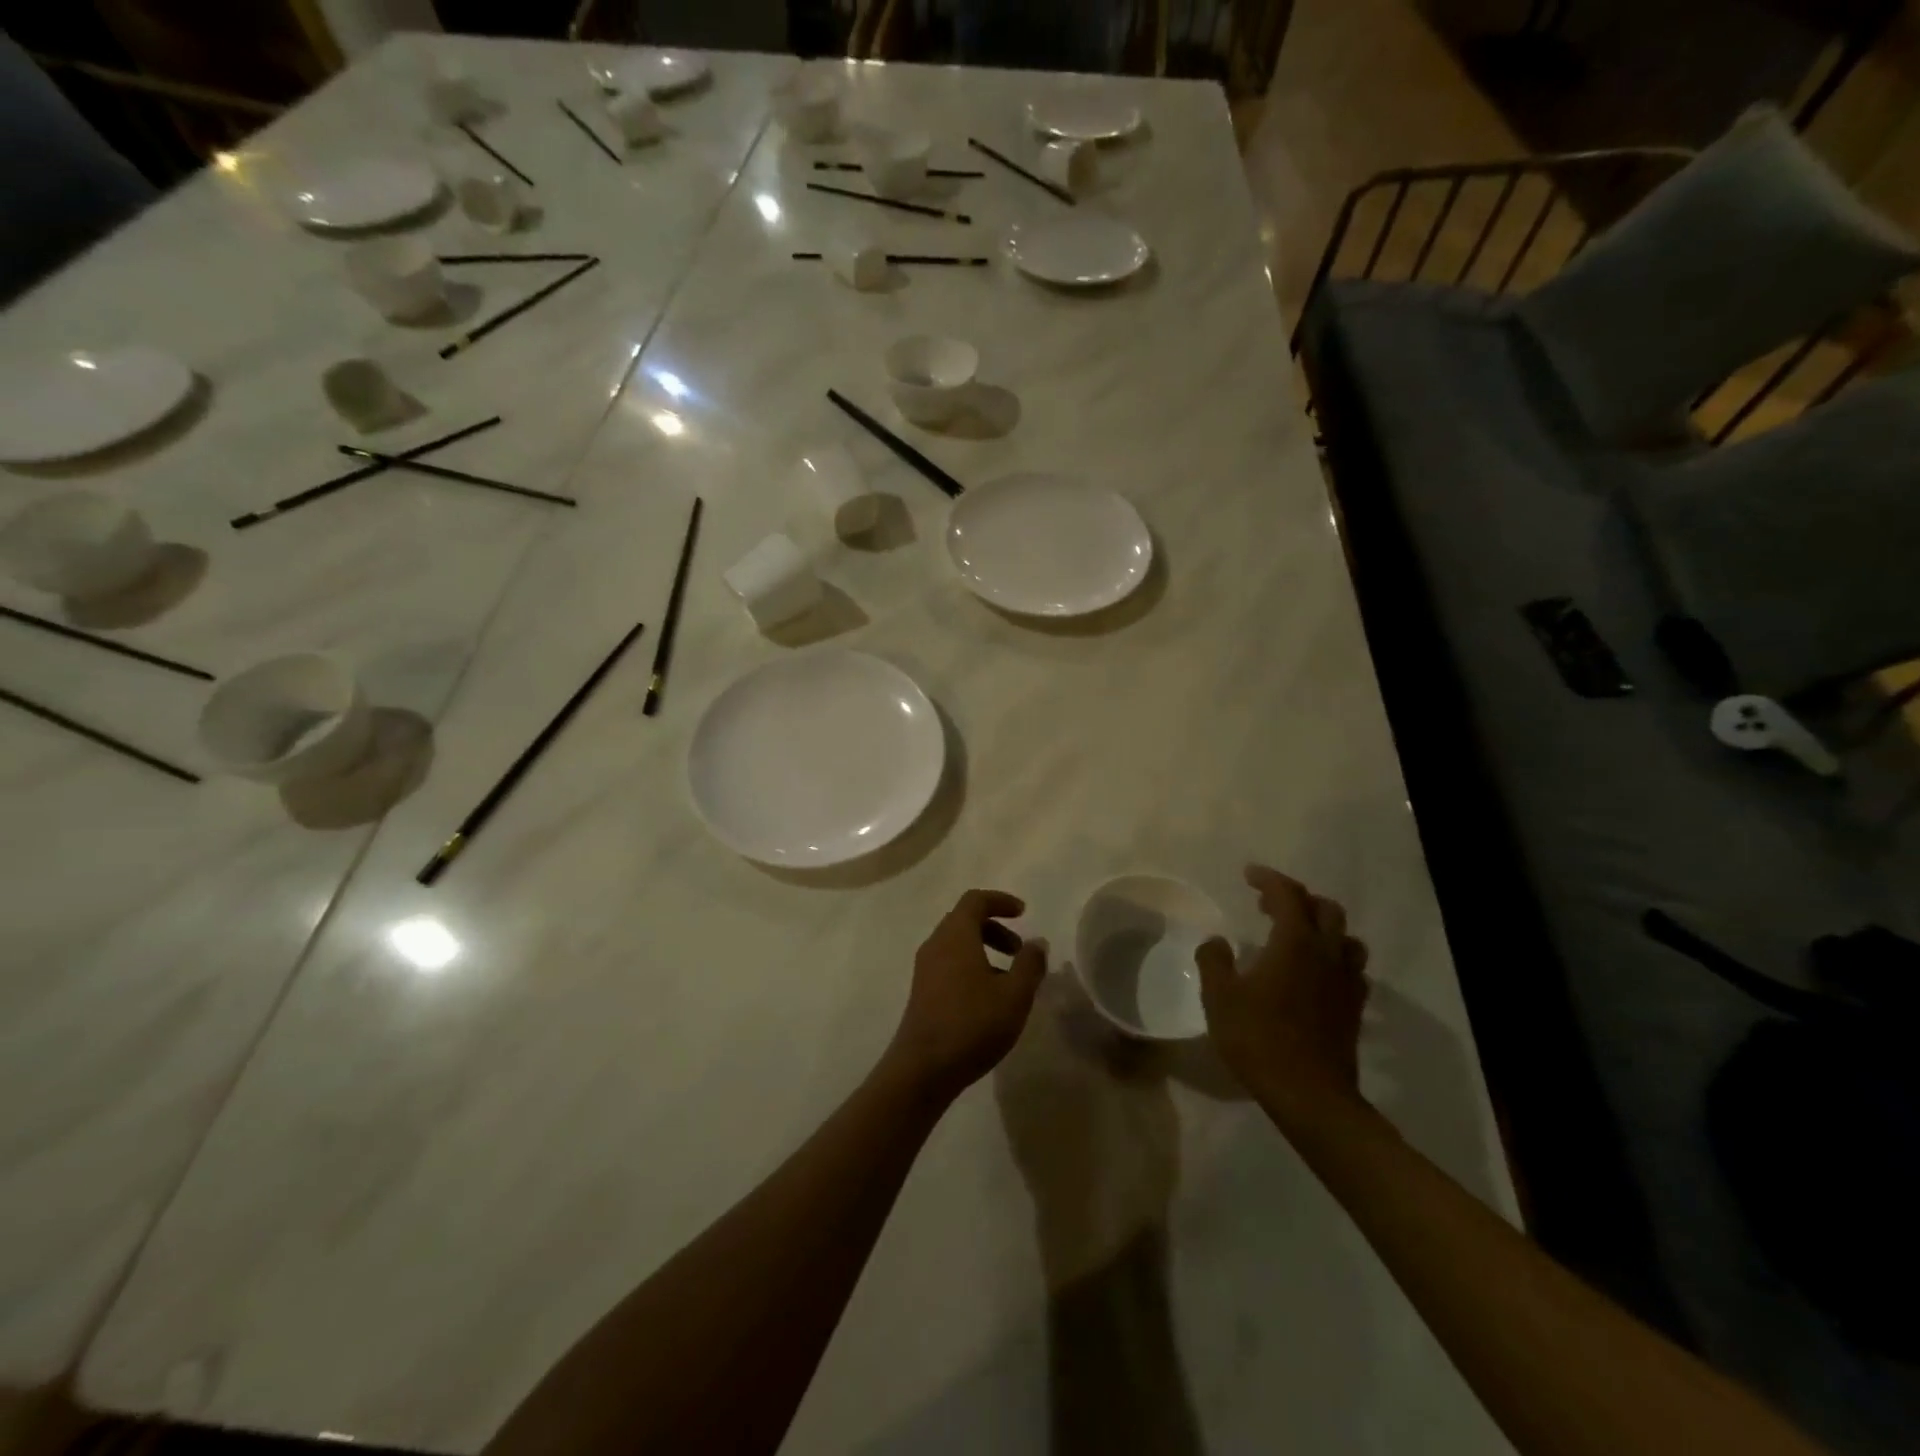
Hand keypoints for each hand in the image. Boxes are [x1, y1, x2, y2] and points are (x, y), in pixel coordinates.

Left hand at [884, 890, 1046, 1103]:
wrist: (923, 1068)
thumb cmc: (972, 1024)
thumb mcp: (1014, 995)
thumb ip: (1030, 964)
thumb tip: (1036, 942)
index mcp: (955, 935)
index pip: (975, 900)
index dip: (1000, 901)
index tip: (1023, 913)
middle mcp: (936, 944)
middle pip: (965, 920)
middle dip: (995, 929)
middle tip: (1020, 951)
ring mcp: (925, 969)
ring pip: (957, 944)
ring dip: (985, 950)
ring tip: (1010, 980)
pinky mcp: (922, 991)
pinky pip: (949, 964)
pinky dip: (972, 966)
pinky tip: (989, 999)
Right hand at [1196, 866, 1370, 1115]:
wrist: (1310, 1095)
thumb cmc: (1259, 1039)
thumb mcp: (1220, 997)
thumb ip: (1214, 962)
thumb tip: (1217, 942)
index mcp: (1295, 942)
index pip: (1287, 895)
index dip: (1268, 879)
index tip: (1249, 875)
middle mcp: (1327, 954)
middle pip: (1325, 909)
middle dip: (1298, 898)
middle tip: (1269, 905)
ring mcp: (1346, 982)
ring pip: (1346, 938)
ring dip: (1323, 927)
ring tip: (1297, 935)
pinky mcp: (1354, 1009)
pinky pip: (1351, 969)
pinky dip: (1333, 958)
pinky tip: (1316, 973)